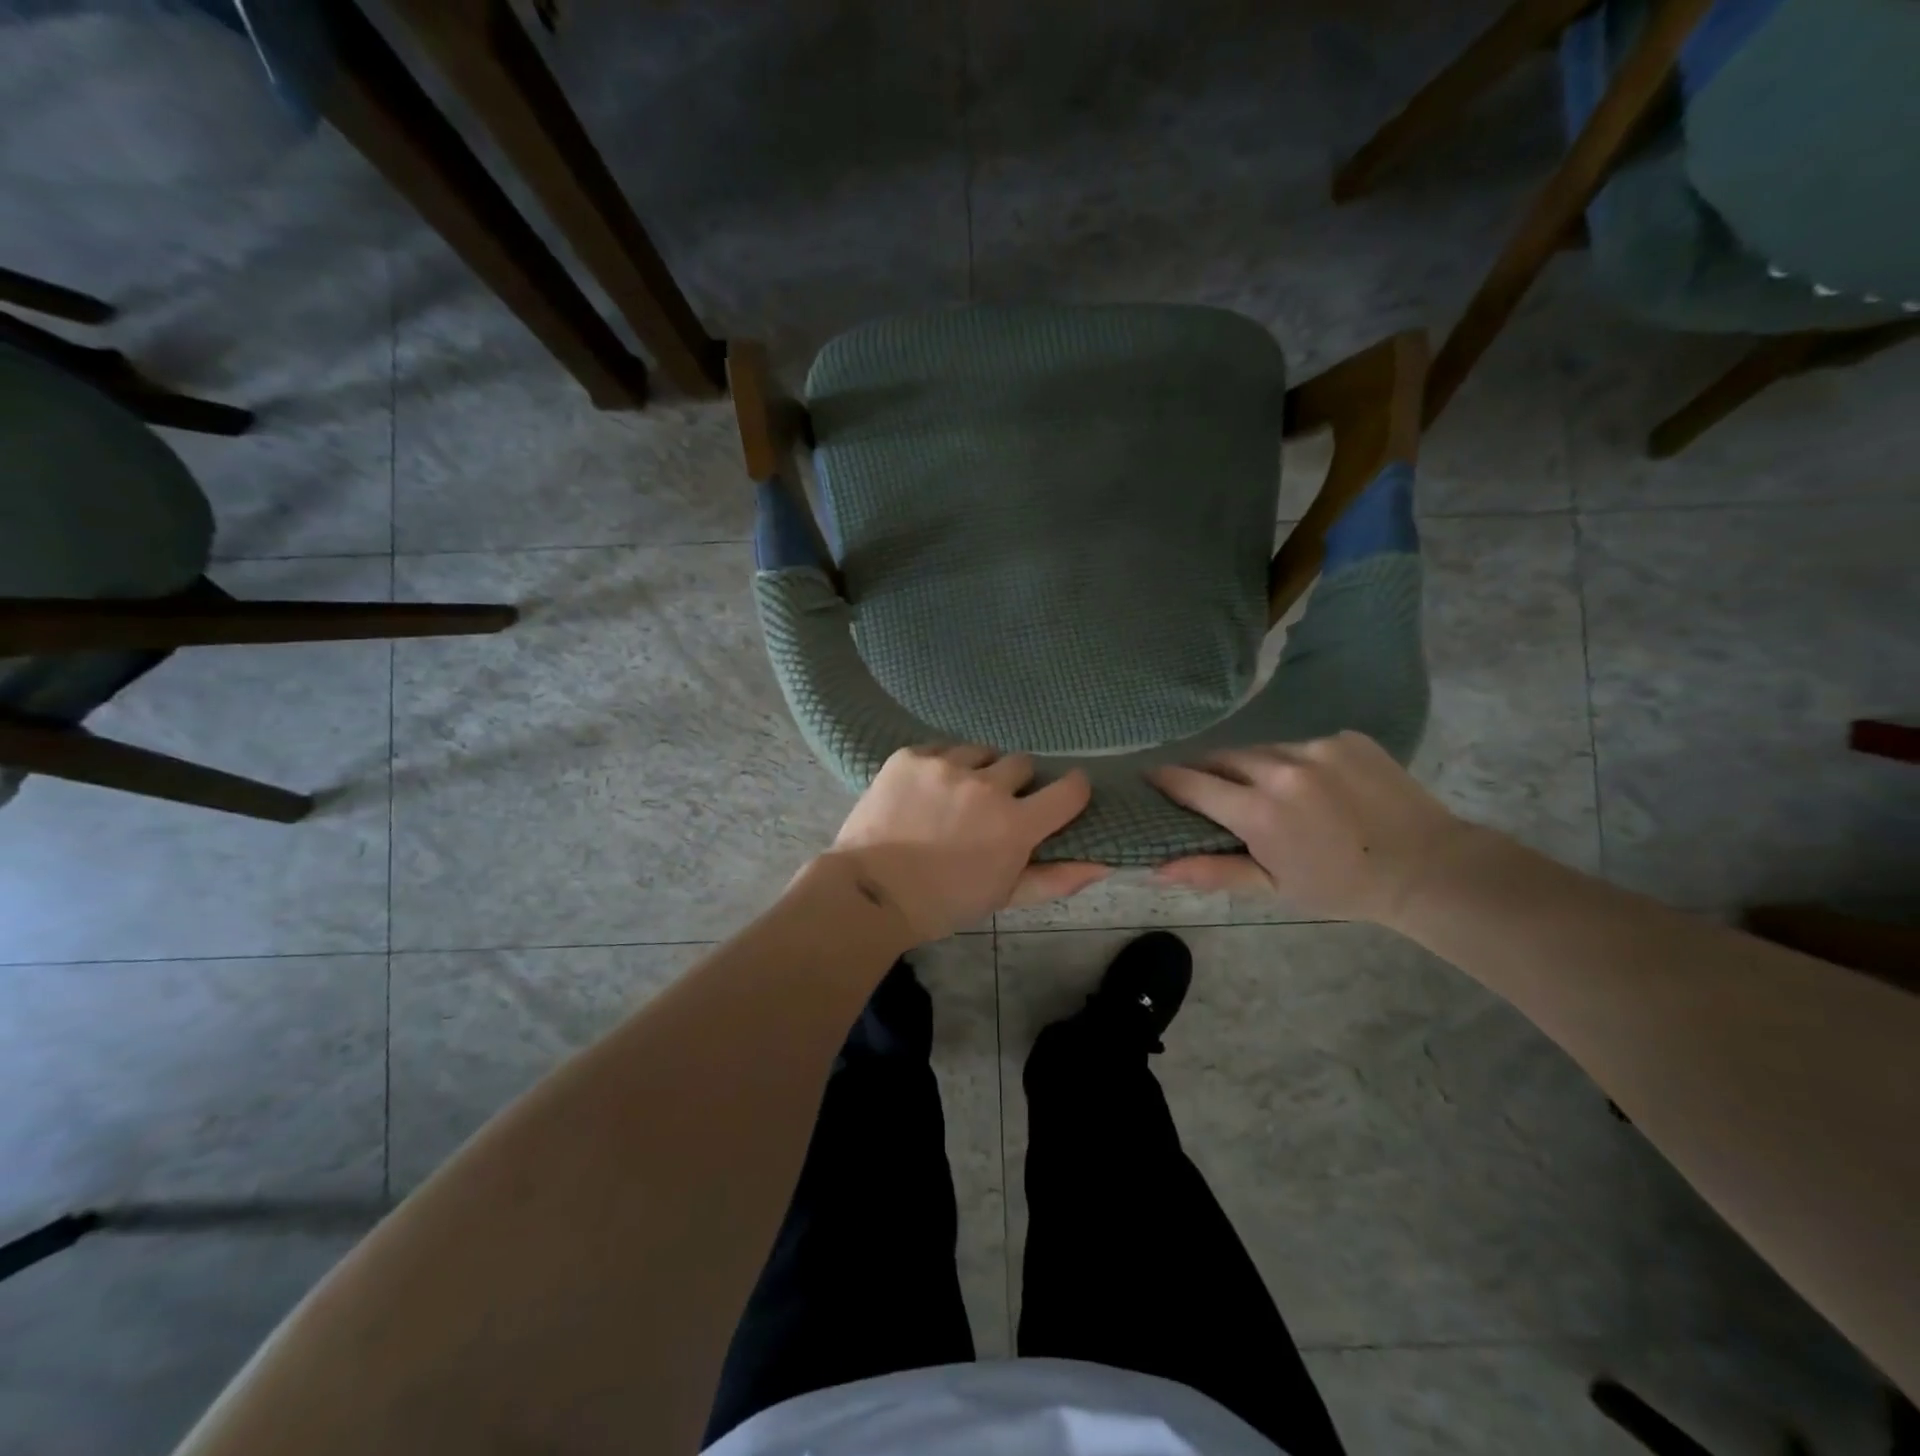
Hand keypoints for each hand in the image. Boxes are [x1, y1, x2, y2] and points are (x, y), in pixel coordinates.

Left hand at [830, 746, 1108, 942]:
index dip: (1072, 789)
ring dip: (977, 769)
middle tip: (993, 806)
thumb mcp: (1004, 896)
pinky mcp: (911, 756)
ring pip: (980, 752)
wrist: (872, 891)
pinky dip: (940, 766)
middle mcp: (986, 786)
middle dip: (1015, 784)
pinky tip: (926, 790)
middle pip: (1022, 764)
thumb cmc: (944, 902)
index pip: (1070, 789)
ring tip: (956, 794)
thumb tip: (1103, 864)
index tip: (1063, 794)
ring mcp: (945, 765)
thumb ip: (1057, 879)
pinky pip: (941, 748)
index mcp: (1015, 824)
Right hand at [1147, 731, 1477, 923]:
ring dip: (1252, 766)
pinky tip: (1313, 786)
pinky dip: (1293, 762)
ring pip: (1262, 749)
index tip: (1150, 777)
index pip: (1193, 784)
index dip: (1167, 780)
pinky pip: (1301, 745)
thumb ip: (1212, 871)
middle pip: (1223, 758)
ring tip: (1265, 790)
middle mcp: (1282, 768)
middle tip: (1205, 789)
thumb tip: (1155, 869)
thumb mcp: (1273, 888)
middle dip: (1207, 771)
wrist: (1429, 869)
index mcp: (1259, 811)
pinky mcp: (1346, 737)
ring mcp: (1317, 747)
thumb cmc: (1341, 887)